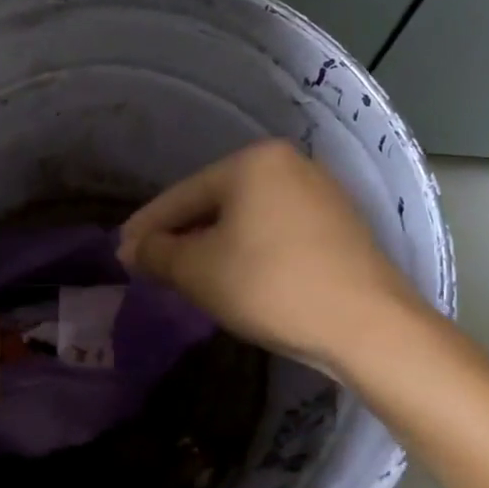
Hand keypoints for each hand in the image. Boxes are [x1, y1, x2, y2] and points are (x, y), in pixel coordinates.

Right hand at [118, 140, 420, 369]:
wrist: (367, 325)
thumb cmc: (270, 286)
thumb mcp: (199, 271)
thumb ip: (157, 253)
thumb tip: (131, 248)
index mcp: (253, 162)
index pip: (183, 195)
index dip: (147, 227)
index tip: (121, 253)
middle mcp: (289, 164)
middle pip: (216, 202)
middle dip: (181, 235)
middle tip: (152, 265)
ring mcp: (320, 193)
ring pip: (247, 218)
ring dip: (213, 244)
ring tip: (189, 274)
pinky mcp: (339, 225)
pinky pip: (275, 231)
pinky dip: (248, 250)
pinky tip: (237, 276)